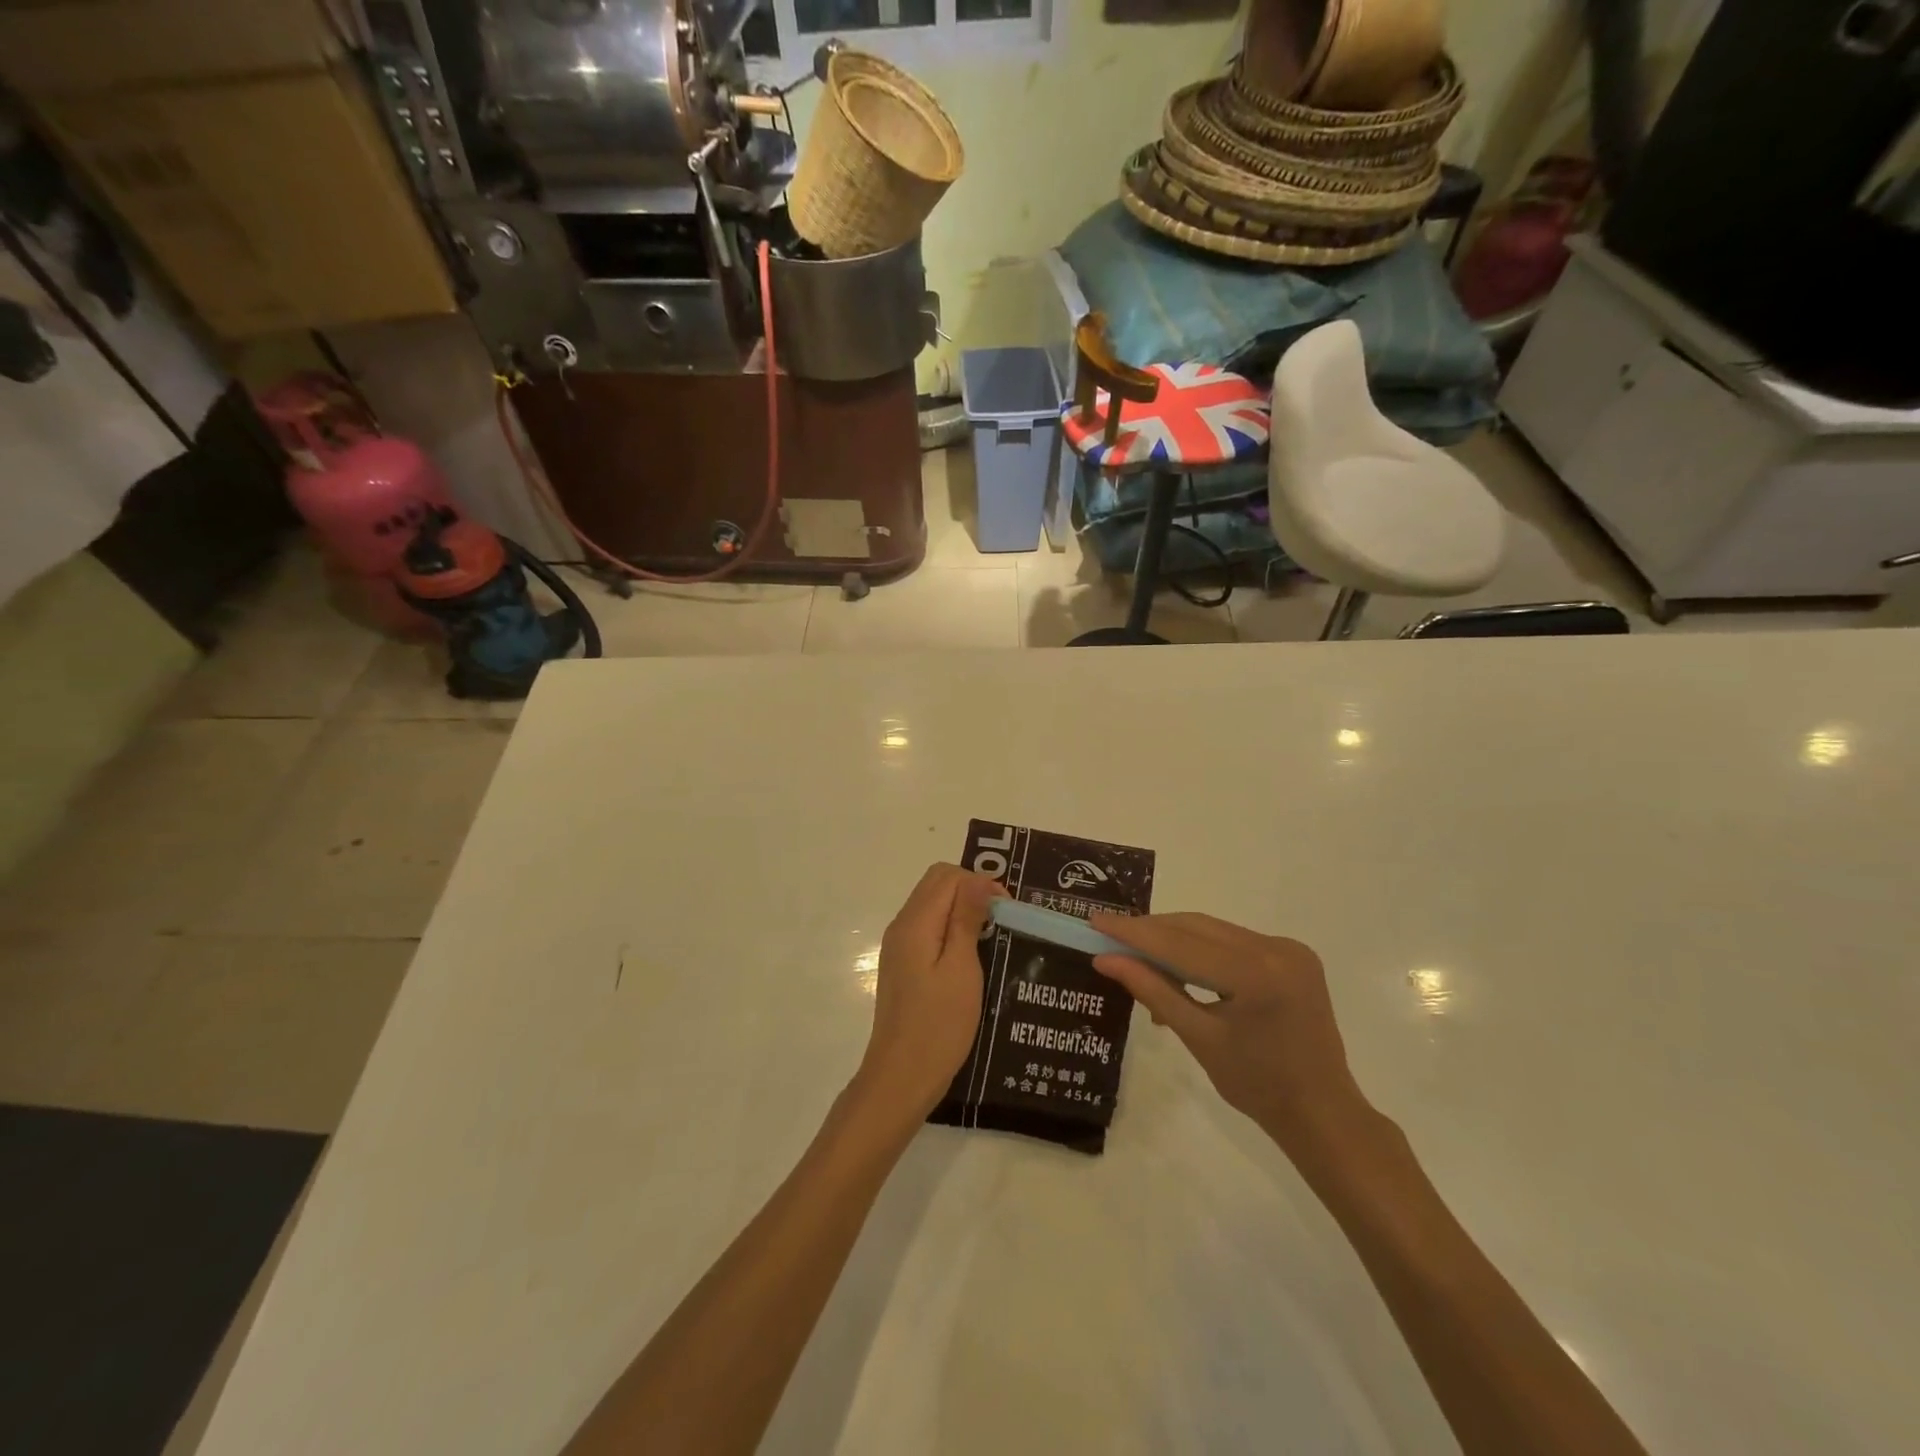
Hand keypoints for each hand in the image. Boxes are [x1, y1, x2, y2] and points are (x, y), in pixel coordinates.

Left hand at [852, 864, 1005, 1121]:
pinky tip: (971, 954)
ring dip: (962, 908)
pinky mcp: (902, 964)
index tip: (1007, 910)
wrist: (901, 1077)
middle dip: (971, 890)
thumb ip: (966, 919)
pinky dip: (951, 927)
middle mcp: (901, 926)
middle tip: (1001, 918)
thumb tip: (978, 878)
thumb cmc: (938, 1025)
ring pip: (932, 904)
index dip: (980, 882)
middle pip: (936, 884)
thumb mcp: (961, 969)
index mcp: (915, 923)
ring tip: (991, 934)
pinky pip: (928, 927)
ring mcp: (899, 946)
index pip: (947, 876)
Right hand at [1089, 912, 1369, 1153]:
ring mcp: (1289, 948)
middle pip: (1197, 928)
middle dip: (1151, 931)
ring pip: (1213, 930)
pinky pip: (1233, 941)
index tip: (1096, 921)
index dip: (1134, 933)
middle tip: (1108, 935)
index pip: (1180, 944)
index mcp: (1256, 974)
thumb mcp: (1197, 1037)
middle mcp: (1276, 949)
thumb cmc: (1256, 1086)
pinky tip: (1178, 965)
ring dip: (1174, 939)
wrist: (1322, 1112)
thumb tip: (1105, 960)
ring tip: (1136, 953)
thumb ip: (1152, 990)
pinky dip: (1201, 949)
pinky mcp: (1293, 954)